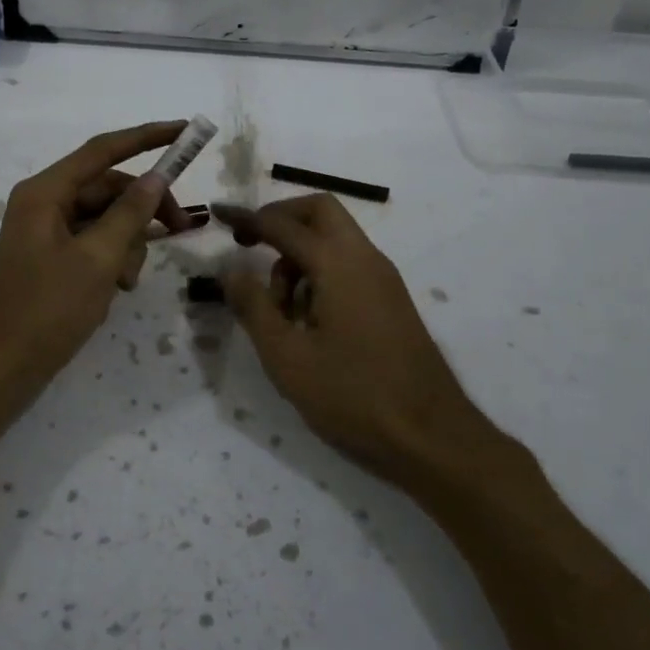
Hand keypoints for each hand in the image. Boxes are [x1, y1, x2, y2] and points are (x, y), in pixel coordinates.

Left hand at [0, 122, 195, 438]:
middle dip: (143, 208)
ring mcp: (47, 232)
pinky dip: (112, 259)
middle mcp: (44, 203)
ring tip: (128, 281)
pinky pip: (94, 243)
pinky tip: (117, 288)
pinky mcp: (52, 258)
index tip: (184, 130)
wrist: (1, 369)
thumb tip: (157, 178)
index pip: (103, 150)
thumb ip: (130, 214)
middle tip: (181, 228)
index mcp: (46, 192)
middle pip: (108, 187)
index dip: (146, 137)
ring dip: (128, 243)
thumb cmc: (47, 310)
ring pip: (105, 218)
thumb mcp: (97, 259)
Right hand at [213, 195, 487, 480]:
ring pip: (334, 239)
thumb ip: (253, 306)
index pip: (283, 225)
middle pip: (319, 212)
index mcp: (338, 264)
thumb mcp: (287, 356)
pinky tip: (306, 322)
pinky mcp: (391, 301)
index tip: (218, 213)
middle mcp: (365, 258)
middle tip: (249, 245)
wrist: (432, 437)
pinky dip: (319, 273)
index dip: (246, 217)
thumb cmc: (353, 395)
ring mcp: (383, 279)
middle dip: (280, 220)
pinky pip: (348, 265)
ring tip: (278, 310)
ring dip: (298, 255)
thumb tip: (229, 269)